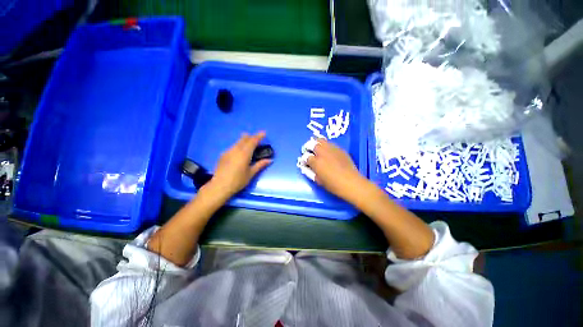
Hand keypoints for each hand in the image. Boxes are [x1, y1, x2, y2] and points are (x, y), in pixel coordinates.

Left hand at [209, 132, 271, 197]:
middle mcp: (236, 150)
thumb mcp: (251, 173)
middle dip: (251, 136)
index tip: (264, 133)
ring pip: (238, 142)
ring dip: (244, 140)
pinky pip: (233, 146)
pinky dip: (239, 145)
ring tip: (249, 141)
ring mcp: (228, 151)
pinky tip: (239, 151)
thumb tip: (270, 160)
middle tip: (257, 137)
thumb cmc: (238, 181)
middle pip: (244, 139)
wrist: (219, 186)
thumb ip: (260, 165)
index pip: (252, 141)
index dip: (259, 136)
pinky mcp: (223, 155)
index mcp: (244, 154)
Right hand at [307, 138, 366, 203]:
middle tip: (308, 151)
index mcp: (316, 162)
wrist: (351, 183)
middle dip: (308, 147)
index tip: (305, 162)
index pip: (306, 157)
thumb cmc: (333, 185)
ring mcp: (332, 149)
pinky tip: (328, 152)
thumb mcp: (318, 180)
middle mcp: (323, 152)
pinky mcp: (340, 149)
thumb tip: (305, 166)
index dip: (304, 159)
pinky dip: (326, 146)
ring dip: (316, 143)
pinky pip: (330, 144)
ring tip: (317, 148)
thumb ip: (310, 172)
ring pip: (321, 140)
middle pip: (312, 144)